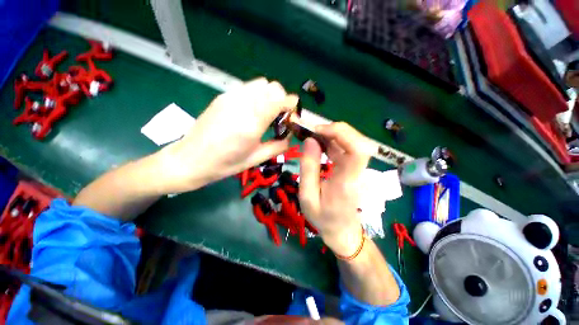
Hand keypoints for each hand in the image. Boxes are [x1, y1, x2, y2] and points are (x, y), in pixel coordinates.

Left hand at [164, 78, 296, 187]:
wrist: (189, 159)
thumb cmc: (225, 164)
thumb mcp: (256, 159)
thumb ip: (278, 146)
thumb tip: (290, 136)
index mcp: (251, 123)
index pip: (279, 99)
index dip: (291, 103)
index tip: (294, 113)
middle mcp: (242, 104)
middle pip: (271, 87)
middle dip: (281, 98)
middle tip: (279, 116)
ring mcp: (230, 97)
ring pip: (260, 84)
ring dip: (269, 95)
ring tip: (266, 113)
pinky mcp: (222, 96)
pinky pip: (247, 88)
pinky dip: (257, 95)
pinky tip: (251, 111)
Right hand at [298, 122, 373, 255]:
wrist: (342, 230)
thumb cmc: (322, 217)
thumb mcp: (307, 196)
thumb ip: (308, 168)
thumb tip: (310, 140)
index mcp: (347, 182)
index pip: (358, 150)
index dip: (341, 133)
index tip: (318, 130)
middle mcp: (358, 172)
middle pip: (359, 141)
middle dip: (336, 130)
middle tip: (314, 131)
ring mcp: (358, 169)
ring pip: (353, 142)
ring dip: (334, 134)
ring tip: (314, 136)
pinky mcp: (355, 168)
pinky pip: (347, 148)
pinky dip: (334, 141)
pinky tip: (321, 144)